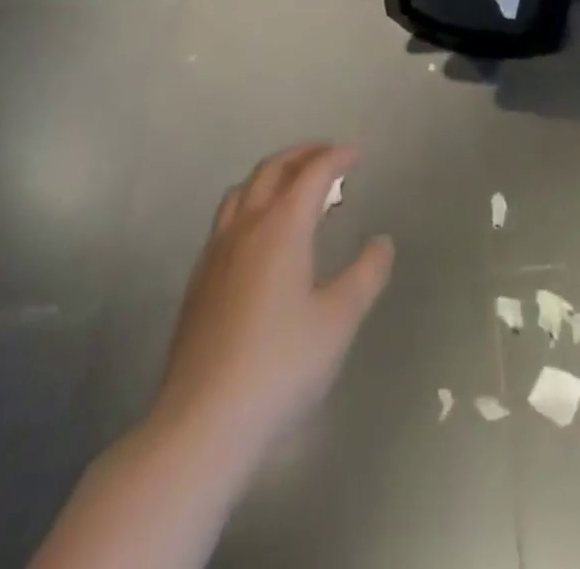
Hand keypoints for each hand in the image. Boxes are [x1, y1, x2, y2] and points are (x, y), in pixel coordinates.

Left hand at [151, 143, 393, 468]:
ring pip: (243, 190)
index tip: (358, 153)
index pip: (312, 173)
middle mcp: (245, 228)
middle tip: (329, 155)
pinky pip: (227, 219)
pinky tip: (261, 236)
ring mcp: (215, 253)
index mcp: (281, 227)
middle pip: (272, 170)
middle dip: (303, 154)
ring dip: (273, 175)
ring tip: (295, 186)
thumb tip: (381, 242)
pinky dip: (252, 203)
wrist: (200, 425)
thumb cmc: (279, 367)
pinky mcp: (199, 282)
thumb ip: (365, 275)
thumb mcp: (338, 321)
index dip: (337, 157)